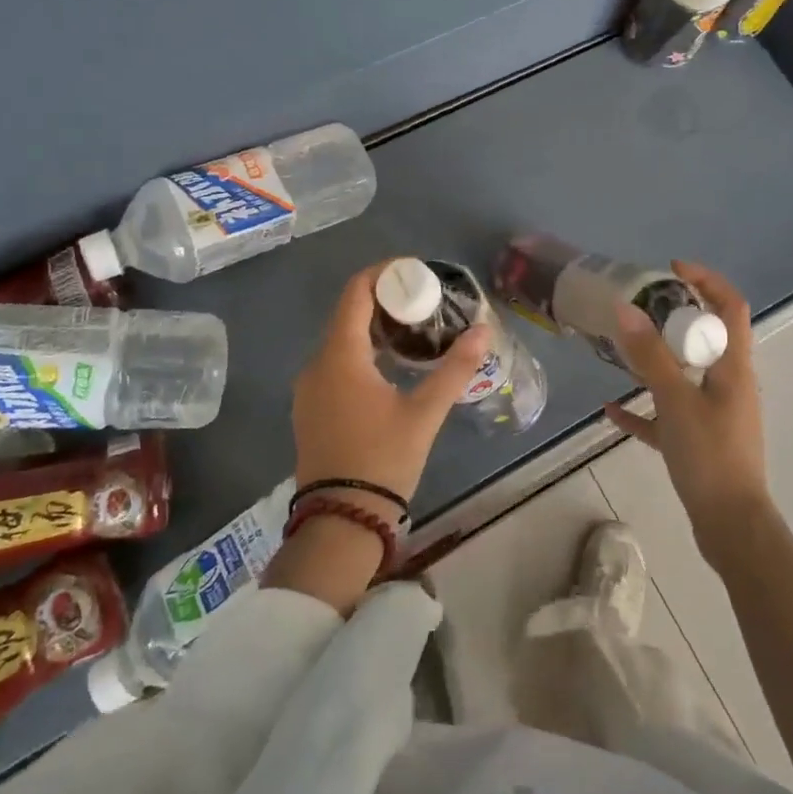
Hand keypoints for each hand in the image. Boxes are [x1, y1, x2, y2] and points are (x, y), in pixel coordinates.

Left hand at [291, 262, 491, 508]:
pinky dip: (360, 352)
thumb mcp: (424, 413)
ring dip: (373, 328)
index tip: (413, 272)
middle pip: (348, 313)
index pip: (356, 293)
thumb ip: (454, 369)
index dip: (382, 274)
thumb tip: (483, 331)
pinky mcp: (310, 408)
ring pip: (340, 340)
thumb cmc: (383, 459)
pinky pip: (334, 363)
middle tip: (423, 302)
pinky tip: (389, 366)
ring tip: (412, 331)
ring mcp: (309, 388)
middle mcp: (317, 364)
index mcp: (340, 356)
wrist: (340, 520)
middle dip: (384, 301)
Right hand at [603, 261, 770, 561]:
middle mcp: (728, 384)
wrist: (731, 526)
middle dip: (673, 317)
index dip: (706, 280)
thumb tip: (626, 309)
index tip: (671, 269)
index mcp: (733, 367)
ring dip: (657, 359)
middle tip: (638, 308)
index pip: (730, 307)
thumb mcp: (676, 400)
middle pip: (705, 337)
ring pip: (685, 374)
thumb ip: (650, 356)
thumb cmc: (710, 456)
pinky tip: (612, 409)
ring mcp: (714, 414)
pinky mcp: (698, 441)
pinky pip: (668, 413)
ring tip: (622, 348)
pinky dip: (644, 407)